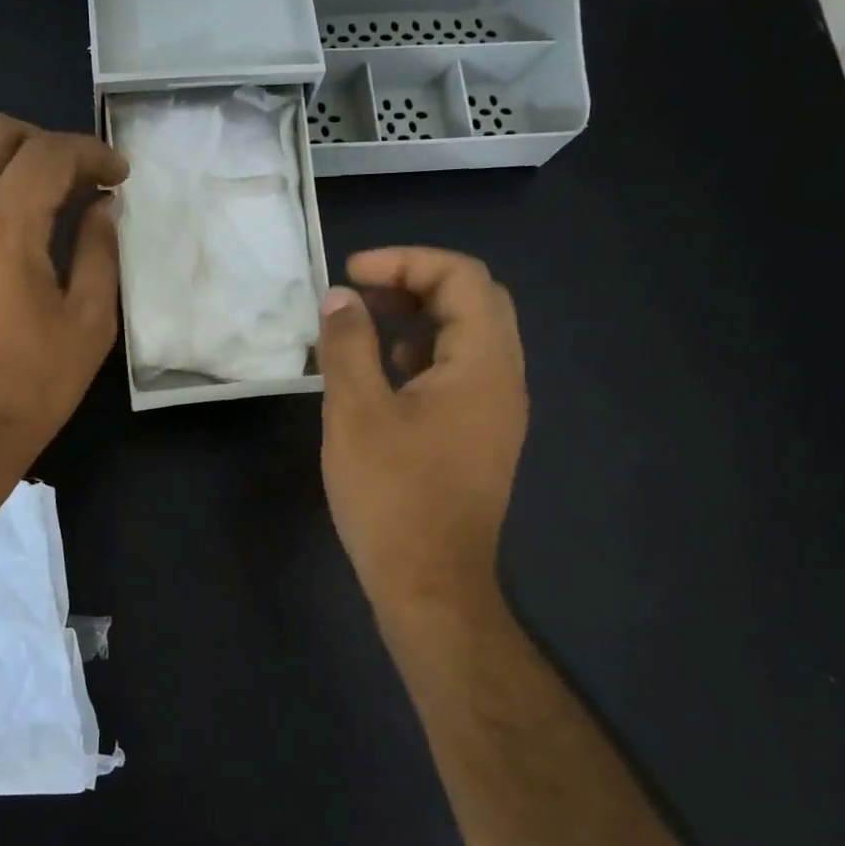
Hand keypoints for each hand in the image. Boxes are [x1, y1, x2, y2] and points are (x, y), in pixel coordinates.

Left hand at [0, 113, 127, 482]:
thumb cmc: (30, 388)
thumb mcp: (88, 324)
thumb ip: (99, 252)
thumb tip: (102, 206)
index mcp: (3, 226)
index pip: (50, 155)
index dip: (91, 153)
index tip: (116, 174)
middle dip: (38, 141)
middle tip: (67, 175)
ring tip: (7, 191)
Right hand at [316, 248, 528, 660]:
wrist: (430, 584)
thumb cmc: (392, 495)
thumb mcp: (356, 412)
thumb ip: (347, 345)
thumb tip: (340, 298)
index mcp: (484, 364)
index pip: (462, 278)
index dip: (406, 261)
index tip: (352, 275)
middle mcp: (504, 379)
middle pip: (474, 301)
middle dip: (415, 283)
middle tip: (362, 293)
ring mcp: (496, 411)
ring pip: (468, 337)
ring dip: (419, 317)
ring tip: (364, 326)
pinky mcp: (479, 436)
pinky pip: (460, 373)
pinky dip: (423, 354)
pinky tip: (383, 374)